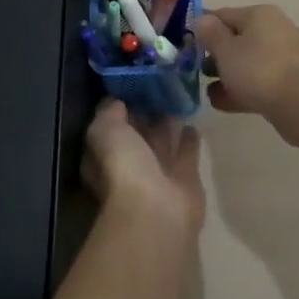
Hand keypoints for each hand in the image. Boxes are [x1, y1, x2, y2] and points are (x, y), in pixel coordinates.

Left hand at [81, 99, 204, 242]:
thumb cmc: (123, 169)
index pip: (110, 128)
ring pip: (162, 142)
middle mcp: (129, 166)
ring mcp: (158, 174)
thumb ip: (109, 113)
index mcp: (104, 158)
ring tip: (175, 99)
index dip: (117, 109)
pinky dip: (189, 139)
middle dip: (144, 114)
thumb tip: (116, 101)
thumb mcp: (106, 131)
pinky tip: (193, 123)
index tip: (130, 86)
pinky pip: (187, 153)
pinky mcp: (185, 180)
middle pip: (137, 135)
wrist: (157, 211)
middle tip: (156, 87)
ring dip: (167, 124)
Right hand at [192, 4, 298, 119]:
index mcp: (260, 15)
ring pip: (249, 63)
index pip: (223, 15)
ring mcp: (287, 57)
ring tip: (209, 92)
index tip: (186, 46)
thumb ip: (210, 34)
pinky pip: (261, 81)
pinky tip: (223, 103)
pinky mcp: (292, 82)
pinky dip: (243, 90)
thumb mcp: (225, 50)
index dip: (202, 29)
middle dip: (216, 57)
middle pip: (237, 39)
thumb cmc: (259, 70)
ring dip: (228, 76)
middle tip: (197, 72)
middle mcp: (276, 30)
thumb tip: (202, 19)